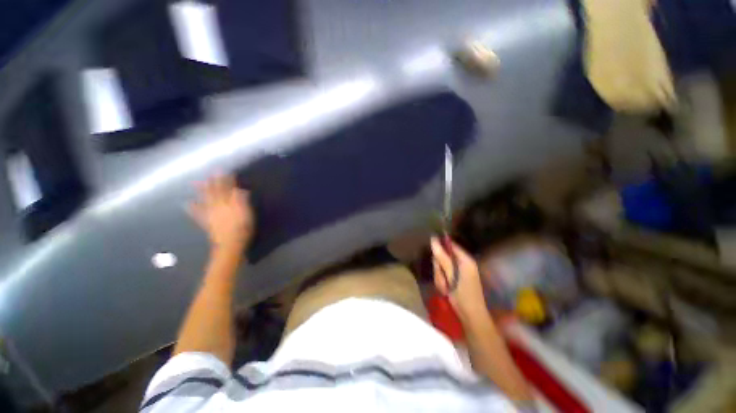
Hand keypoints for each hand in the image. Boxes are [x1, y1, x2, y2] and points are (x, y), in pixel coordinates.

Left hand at [189, 174, 254, 249]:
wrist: (231, 244)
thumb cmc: (242, 228)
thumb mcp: (246, 214)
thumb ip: (242, 201)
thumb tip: (240, 190)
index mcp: (228, 204)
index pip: (227, 189)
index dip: (227, 180)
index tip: (225, 171)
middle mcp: (218, 206)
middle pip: (215, 192)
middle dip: (214, 182)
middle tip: (211, 173)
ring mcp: (211, 214)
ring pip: (206, 200)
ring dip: (202, 191)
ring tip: (197, 183)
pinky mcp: (207, 222)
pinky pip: (198, 214)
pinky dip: (193, 208)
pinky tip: (187, 203)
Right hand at [430, 237, 486, 322]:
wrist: (471, 316)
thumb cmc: (463, 295)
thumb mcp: (451, 275)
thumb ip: (442, 257)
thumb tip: (433, 239)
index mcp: (465, 259)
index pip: (450, 245)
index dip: (440, 248)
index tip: (435, 259)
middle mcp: (463, 263)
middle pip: (443, 256)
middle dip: (439, 268)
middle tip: (443, 279)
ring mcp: (460, 271)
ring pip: (441, 267)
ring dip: (440, 277)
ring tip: (445, 287)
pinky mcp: (456, 278)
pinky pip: (444, 275)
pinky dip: (442, 282)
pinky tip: (446, 290)